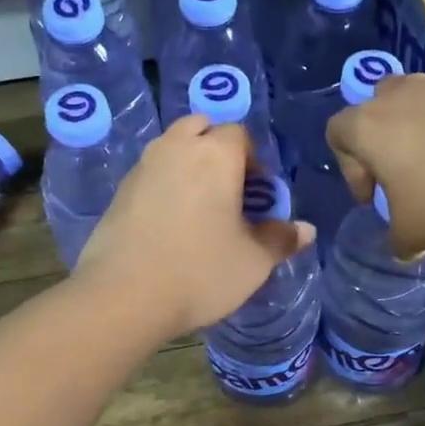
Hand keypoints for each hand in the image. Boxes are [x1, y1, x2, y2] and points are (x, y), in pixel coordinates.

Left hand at [74, 114, 315, 340]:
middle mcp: (176, 148)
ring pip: (171, 148)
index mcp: (215, 154)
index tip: (257, 196)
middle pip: (201, 129)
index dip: (254, 161)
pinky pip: (150, 174)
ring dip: (188, 165)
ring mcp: (142, 167)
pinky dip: (164, 186)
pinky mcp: (119, 191)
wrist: (124, 296)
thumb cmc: (200, 272)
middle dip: (217, 150)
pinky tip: (169, 225)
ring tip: (199, 209)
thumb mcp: (253, 262)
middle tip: (228, 192)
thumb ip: (281, 239)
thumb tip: (306, 230)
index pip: (240, 134)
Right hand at [326, 74, 424, 253]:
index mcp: (368, 126)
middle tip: (402, 175)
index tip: (374, 198)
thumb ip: (398, 240)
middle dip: (383, 141)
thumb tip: (404, 246)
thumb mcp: (413, 235)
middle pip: (375, 109)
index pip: (336, 133)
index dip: (349, 169)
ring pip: (415, 104)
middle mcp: (398, 95)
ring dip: (420, 133)